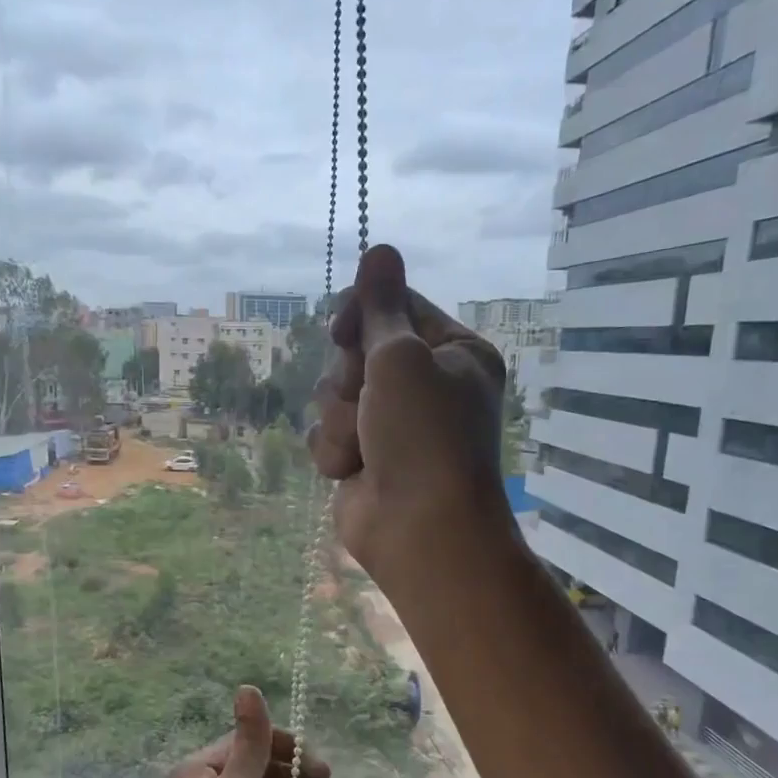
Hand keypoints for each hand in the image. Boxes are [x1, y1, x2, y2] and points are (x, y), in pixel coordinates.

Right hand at [307, 243, 512, 590]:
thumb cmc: (423, 436)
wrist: (420, 530)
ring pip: (332, 395)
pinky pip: (326, 433)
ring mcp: (390, 425)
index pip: (393, 307)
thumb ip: (380, 307)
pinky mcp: (362, 458)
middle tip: (368, 402)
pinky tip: (353, 471)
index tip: (344, 331)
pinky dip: (334, 452)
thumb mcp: (401, 359)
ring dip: (341, 420)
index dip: (361, 315)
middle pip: (355, 351)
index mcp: (451, 352)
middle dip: (349, 379)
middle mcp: (423, 385)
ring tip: (366, 447)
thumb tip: (380, 247)